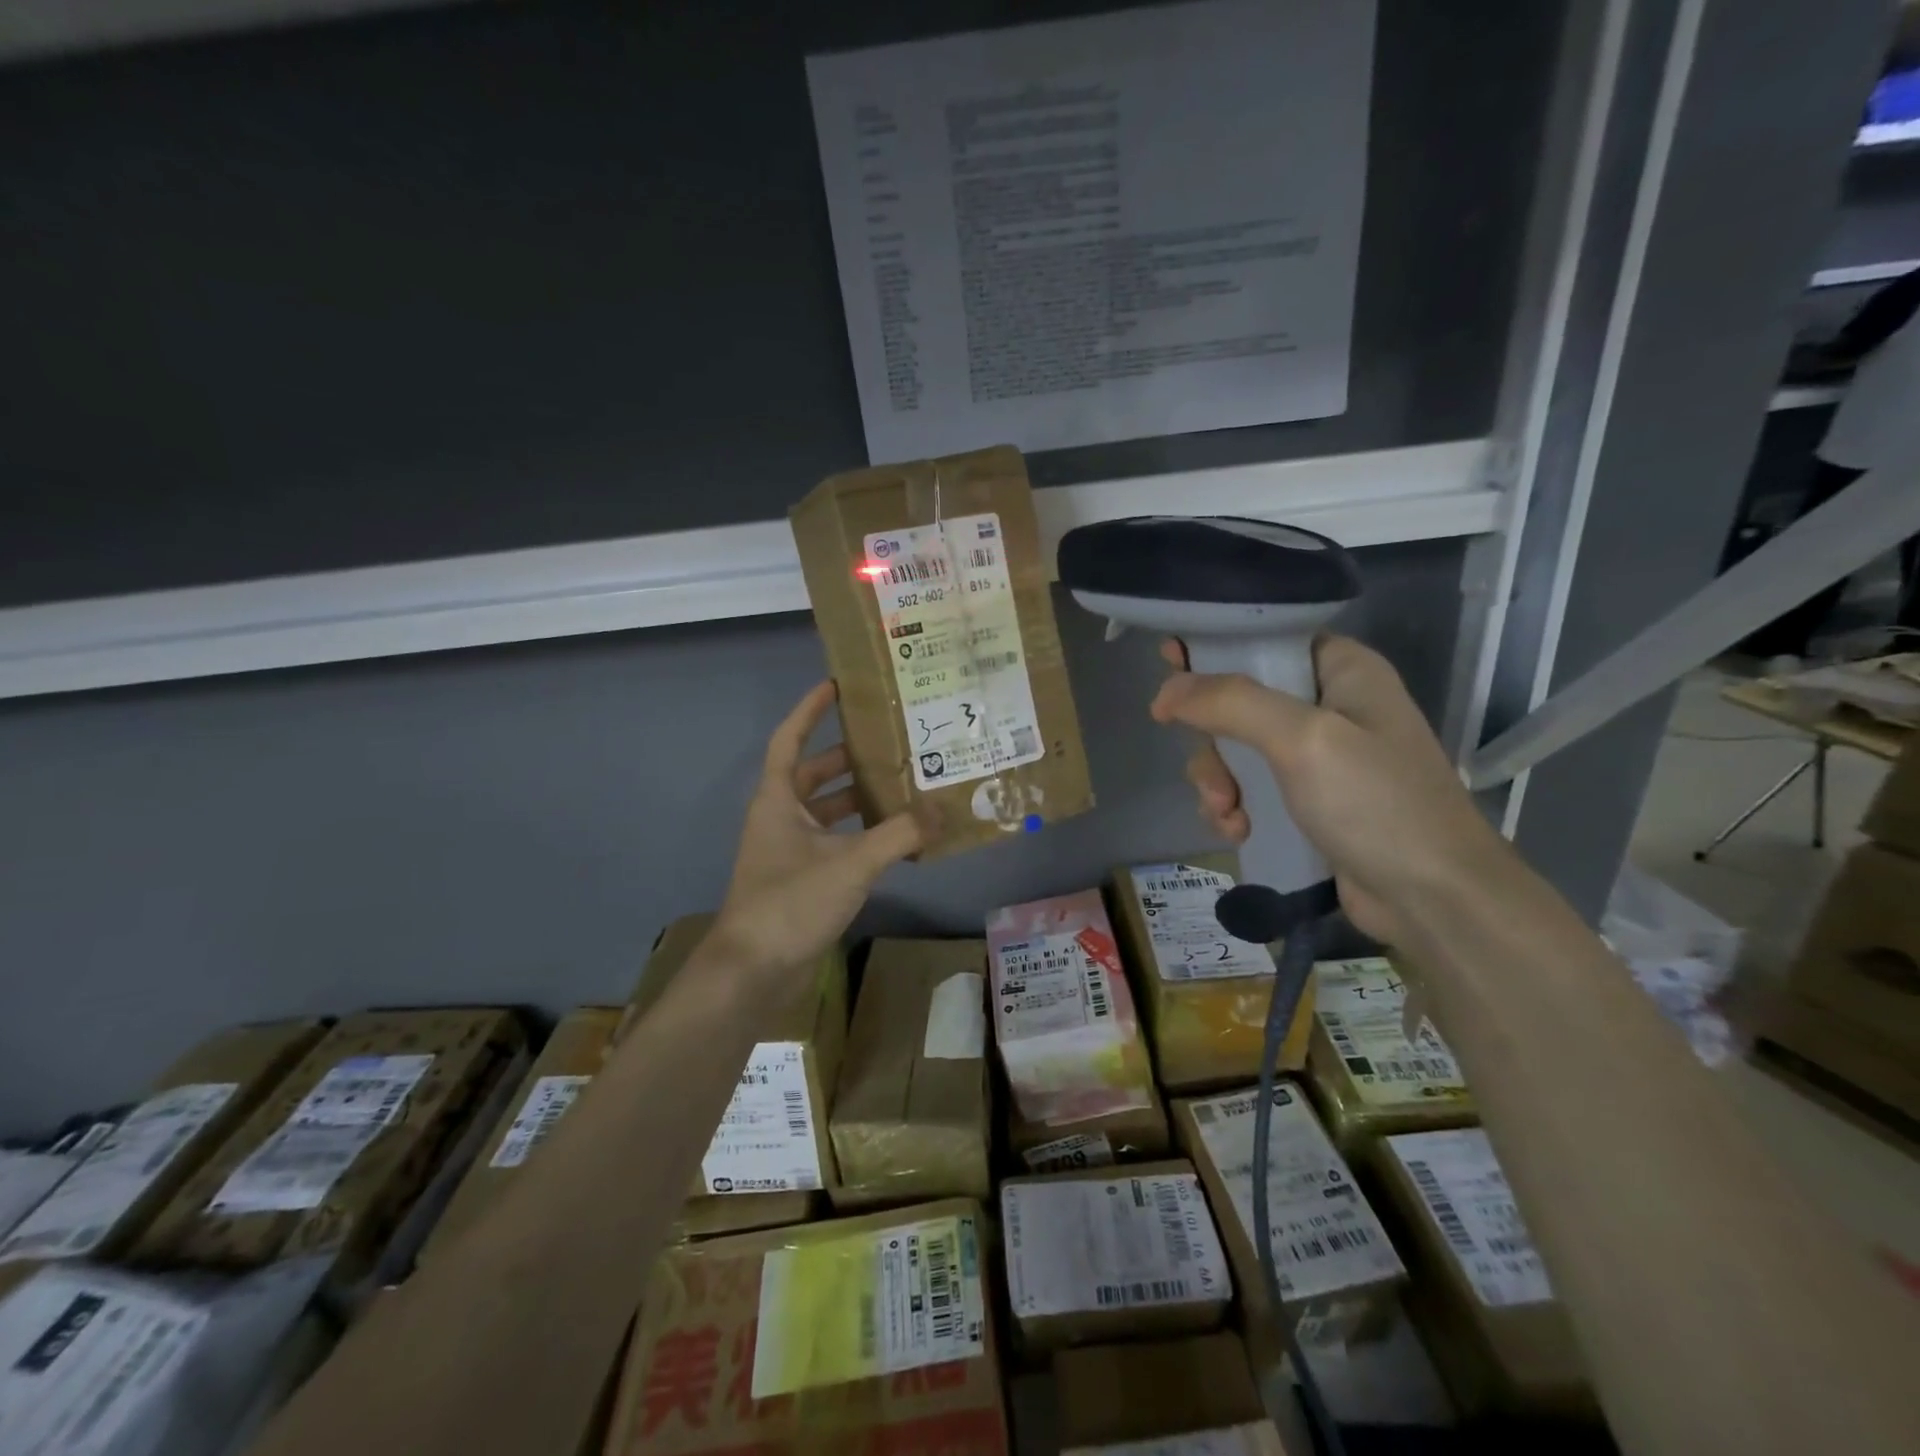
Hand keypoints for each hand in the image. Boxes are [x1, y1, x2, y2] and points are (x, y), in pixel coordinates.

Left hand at [708, 682, 921, 988]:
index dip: (809, 710)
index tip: (836, 685)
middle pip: (814, 773)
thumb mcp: (850, 864)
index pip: (790, 739)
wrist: (753, 972)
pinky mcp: (802, 879)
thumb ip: (900, 835)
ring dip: (859, 799)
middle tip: (892, 742)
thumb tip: (944, 809)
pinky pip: (835, 843)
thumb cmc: (790, 903)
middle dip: (849, 757)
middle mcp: (780, 818)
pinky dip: (861, 836)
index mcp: (778, 800)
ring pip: (828, 811)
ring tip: (904, 786)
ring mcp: (789, 851)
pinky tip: (896, 840)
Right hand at [1151, 634, 1510, 945]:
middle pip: (1238, 698)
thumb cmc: (1377, 804)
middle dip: (1213, 741)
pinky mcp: (1307, 799)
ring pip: (1235, 747)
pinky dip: (1234, 807)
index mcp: (1341, 670)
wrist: (1432, 899)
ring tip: (1227, 813)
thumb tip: (1167, 691)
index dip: (1214, 647)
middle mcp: (1329, 704)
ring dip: (1218, 780)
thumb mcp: (1304, 740)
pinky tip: (1238, 831)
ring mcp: (1318, 755)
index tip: (1169, 667)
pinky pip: (1249, 787)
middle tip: (1213, 776)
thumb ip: (1232, 703)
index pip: (1265, 637)